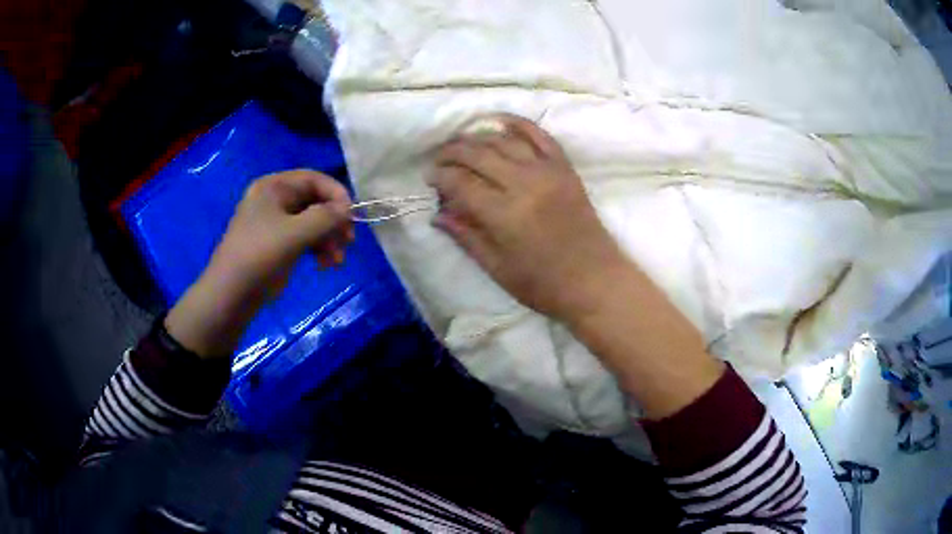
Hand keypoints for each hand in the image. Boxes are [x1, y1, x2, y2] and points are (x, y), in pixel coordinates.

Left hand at [165, 170, 352, 356]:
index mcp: (273, 187)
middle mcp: (275, 199)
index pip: (313, 179)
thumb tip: (348, 208)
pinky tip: (326, 265)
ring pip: (312, 222)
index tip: (352, 216)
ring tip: (336, 261)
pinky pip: (305, 238)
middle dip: (333, 221)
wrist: (231, 293)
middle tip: (348, 241)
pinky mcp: (278, 243)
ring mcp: (276, 222)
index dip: (336, 194)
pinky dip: (318, 249)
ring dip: (328, 239)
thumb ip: (325, 217)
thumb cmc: (260, 256)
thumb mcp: (294, 234)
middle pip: (315, 201)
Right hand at [430, 114, 627, 321]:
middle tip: (439, 158)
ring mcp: (548, 172)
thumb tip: (437, 214)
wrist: (596, 281)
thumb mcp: (497, 269)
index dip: (440, 177)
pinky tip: (500, 121)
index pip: (461, 183)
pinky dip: (518, 123)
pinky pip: (540, 135)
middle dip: (452, 152)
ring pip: (504, 141)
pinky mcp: (565, 168)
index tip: (429, 178)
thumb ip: (466, 237)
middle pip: (478, 154)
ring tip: (461, 143)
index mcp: (504, 215)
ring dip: (477, 137)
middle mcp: (524, 184)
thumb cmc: (544, 285)